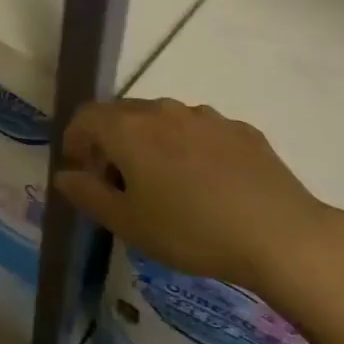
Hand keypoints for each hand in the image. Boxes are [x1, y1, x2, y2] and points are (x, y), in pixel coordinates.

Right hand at [54, 98, 343, 292]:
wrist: (279, 233)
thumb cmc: (190, 231)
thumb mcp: (129, 223)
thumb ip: (88, 195)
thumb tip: (64, 175)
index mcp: (129, 129)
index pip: (86, 117)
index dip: (75, 139)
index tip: (79, 168)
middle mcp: (164, 110)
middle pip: (123, 114)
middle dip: (111, 141)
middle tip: (117, 181)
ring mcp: (205, 116)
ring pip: (163, 120)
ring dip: (150, 142)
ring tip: (162, 183)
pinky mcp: (239, 129)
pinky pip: (199, 131)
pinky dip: (187, 148)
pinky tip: (205, 183)